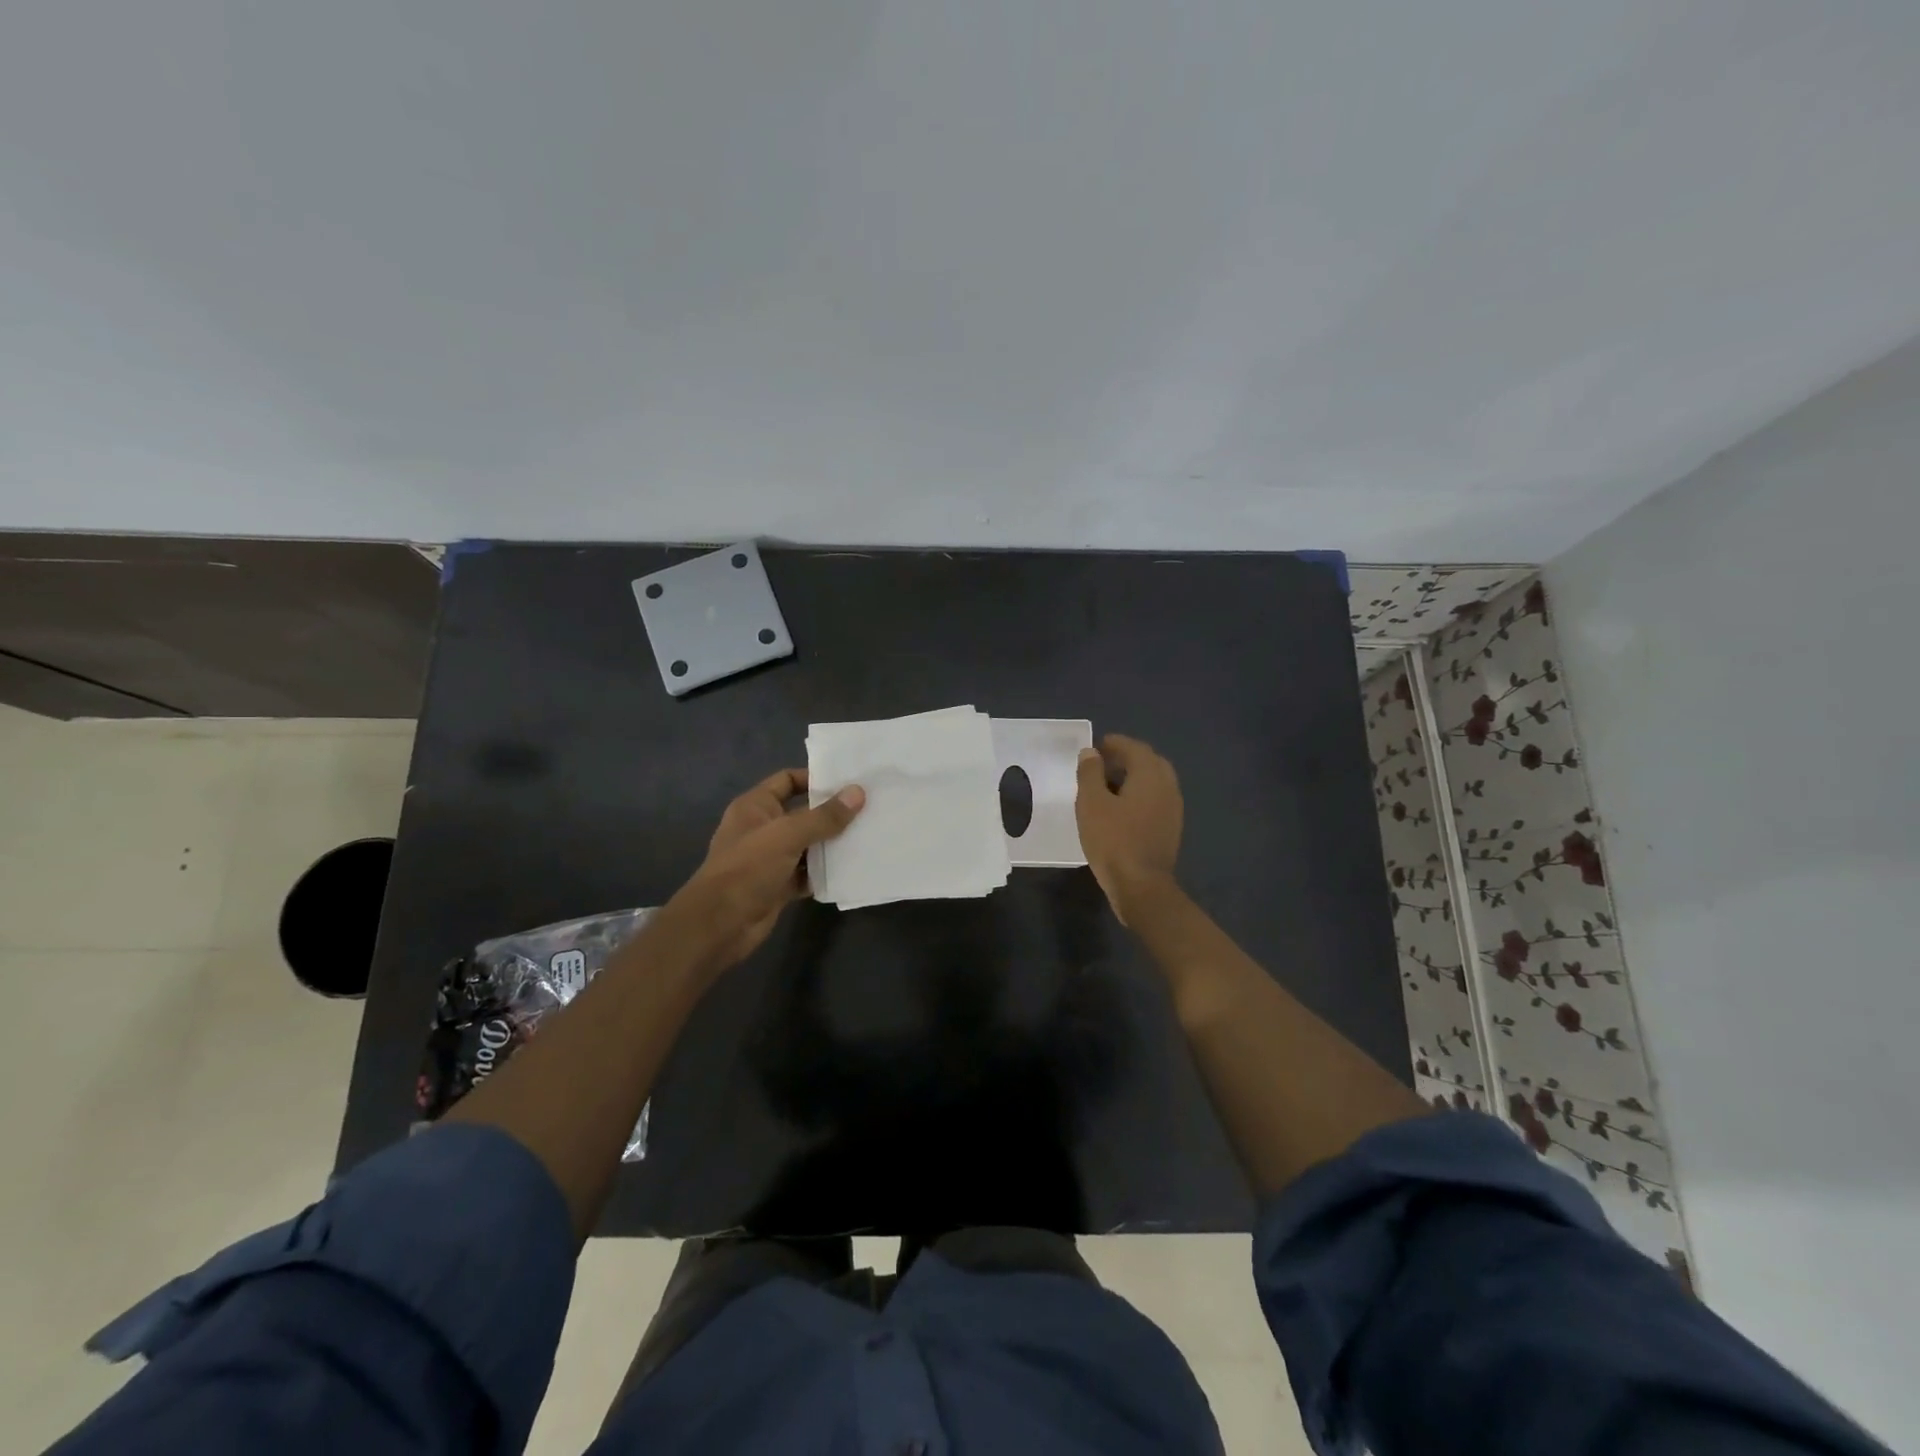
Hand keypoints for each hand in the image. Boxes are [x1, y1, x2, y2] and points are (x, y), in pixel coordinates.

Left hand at [671, 769, 864, 969]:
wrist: (720, 925)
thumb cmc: (748, 868)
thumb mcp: (787, 835)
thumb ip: (824, 816)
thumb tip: (858, 792)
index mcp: (755, 806)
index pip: (788, 780)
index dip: (815, 779)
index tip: (849, 782)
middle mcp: (763, 828)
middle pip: (803, 813)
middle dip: (832, 813)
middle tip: (869, 808)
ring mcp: (770, 859)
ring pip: (808, 845)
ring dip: (832, 844)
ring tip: (868, 835)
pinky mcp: (779, 885)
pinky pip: (807, 873)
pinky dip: (825, 872)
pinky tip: (852, 868)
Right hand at [1075, 734, 1182, 923]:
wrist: (1141, 886)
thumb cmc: (1113, 840)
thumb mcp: (1092, 803)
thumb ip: (1090, 773)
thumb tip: (1091, 753)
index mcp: (1150, 775)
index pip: (1135, 748)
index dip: (1115, 744)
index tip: (1096, 746)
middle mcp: (1167, 787)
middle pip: (1149, 762)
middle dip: (1127, 758)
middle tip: (1102, 764)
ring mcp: (1173, 809)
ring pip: (1154, 782)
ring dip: (1134, 777)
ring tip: (1107, 786)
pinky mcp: (1170, 828)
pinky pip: (1155, 800)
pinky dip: (1139, 795)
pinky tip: (1121, 809)